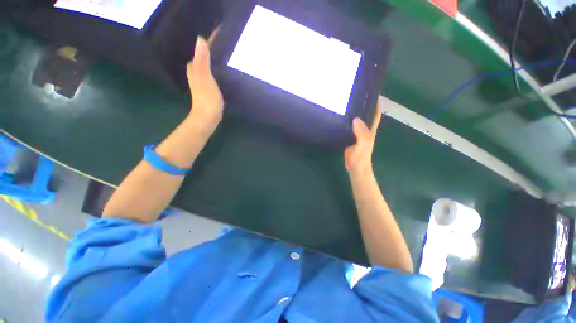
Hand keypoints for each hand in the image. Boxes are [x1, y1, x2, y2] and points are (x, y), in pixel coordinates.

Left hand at [186, 32, 223, 136]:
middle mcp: (195, 72)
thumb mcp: (205, 78)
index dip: (207, 41)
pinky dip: (215, 68)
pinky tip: (221, 69)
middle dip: (209, 48)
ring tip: (222, 51)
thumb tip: (200, 39)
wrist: (208, 117)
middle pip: (202, 56)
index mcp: (194, 68)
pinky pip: (211, 73)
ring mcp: (201, 81)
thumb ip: (202, 60)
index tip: (217, 32)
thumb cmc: (207, 98)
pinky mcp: (208, 88)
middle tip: (221, 39)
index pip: (200, 50)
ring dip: (213, 58)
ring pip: (206, 64)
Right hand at [344, 97, 382, 176]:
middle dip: (363, 104)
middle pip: (366, 114)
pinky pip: (349, 126)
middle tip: (355, 93)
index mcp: (370, 130)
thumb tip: (356, 119)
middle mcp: (364, 130)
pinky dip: (347, 120)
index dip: (375, 103)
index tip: (372, 91)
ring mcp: (357, 134)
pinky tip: (340, 117)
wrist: (355, 168)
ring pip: (357, 120)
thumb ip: (361, 134)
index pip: (375, 114)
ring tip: (346, 102)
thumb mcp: (363, 146)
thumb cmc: (360, 158)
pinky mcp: (350, 137)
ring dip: (354, 112)